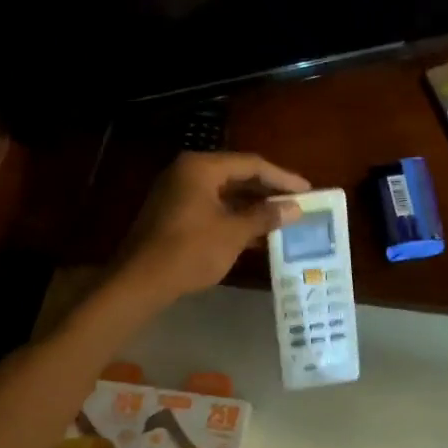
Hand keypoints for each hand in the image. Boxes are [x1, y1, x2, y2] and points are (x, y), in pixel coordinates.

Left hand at [117, 152, 309, 304]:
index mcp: (201, 167)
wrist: (139, 282)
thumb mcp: (233, 233)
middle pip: (237, 175)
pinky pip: (212, 208)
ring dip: (253, 207)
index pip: (251, 164)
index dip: (282, 178)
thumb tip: (295, 208)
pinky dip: (234, 218)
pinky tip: (257, 234)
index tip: (307, 191)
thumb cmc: (190, 251)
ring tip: (283, 220)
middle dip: (268, 192)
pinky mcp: (173, 214)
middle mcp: (187, 172)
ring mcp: (177, 193)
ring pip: (225, 194)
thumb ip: (265, 216)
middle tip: (297, 204)